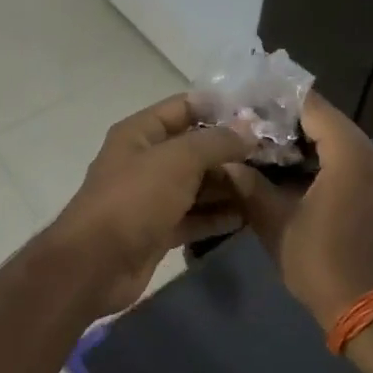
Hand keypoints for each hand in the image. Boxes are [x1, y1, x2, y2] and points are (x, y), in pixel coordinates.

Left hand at [48, 95, 256, 316]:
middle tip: (275, 156)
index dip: (220, 108)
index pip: (184, 108)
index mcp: (140, 133)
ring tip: (269, 186)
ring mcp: (152, 197)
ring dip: (229, 186)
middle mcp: (145, 160)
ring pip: (197, 185)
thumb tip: (248, 129)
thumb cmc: (135, 199)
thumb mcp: (178, 160)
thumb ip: (216, 141)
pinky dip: (218, 217)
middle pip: (194, 149)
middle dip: (231, 152)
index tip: (260, 114)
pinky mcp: (159, 230)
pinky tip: (249, 217)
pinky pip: (194, 217)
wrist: (96, 264)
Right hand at [224, 93, 372, 330]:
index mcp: (352, 155)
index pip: (312, 106)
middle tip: (245, 126)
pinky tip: (287, 174)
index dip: (277, 100)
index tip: (245, 101)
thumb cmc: (322, 264)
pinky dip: (319, 162)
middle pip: (326, 122)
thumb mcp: (275, 223)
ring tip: (259, 148)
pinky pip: (348, 163)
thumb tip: (226, 161)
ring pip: (337, 143)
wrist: (372, 314)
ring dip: (302, 144)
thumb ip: (250, 184)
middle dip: (285, 122)